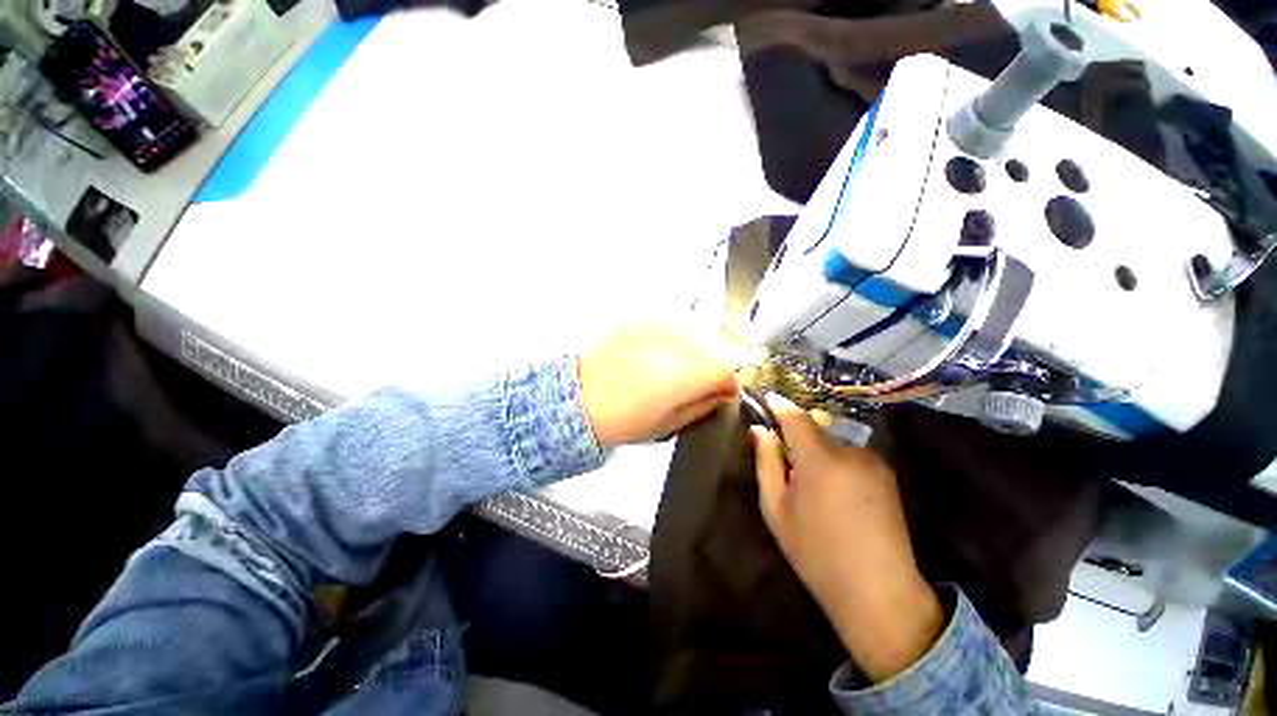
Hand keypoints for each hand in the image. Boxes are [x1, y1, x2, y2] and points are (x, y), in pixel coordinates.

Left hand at [578, 324, 738, 448]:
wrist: (579, 400)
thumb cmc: (624, 420)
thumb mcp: (671, 423)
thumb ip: (705, 404)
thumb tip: (724, 392)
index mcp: (682, 374)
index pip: (727, 369)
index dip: (729, 384)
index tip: (722, 393)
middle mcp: (673, 342)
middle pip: (716, 347)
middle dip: (714, 366)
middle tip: (700, 383)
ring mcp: (656, 325)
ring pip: (698, 333)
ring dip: (697, 351)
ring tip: (678, 369)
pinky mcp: (641, 318)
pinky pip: (674, 325)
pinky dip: (677, 340)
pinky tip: (661, 355)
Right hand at [750, 394, 943, 682]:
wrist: (880, 594)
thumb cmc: (816, 553)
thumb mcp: (776, 509)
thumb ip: (766, 463)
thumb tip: (759, 430)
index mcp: (819, 459)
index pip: (795, 415)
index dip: (779, 404)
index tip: (766, 399)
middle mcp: (850, 451)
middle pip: (814, 429)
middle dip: (796, 437)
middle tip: (785, 462)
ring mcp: (873, 462)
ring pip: (833, 443)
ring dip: (818, 452)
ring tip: (813, 486)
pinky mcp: (887, 474)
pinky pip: (851, 455)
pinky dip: (837, 462)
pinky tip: (837, 494)